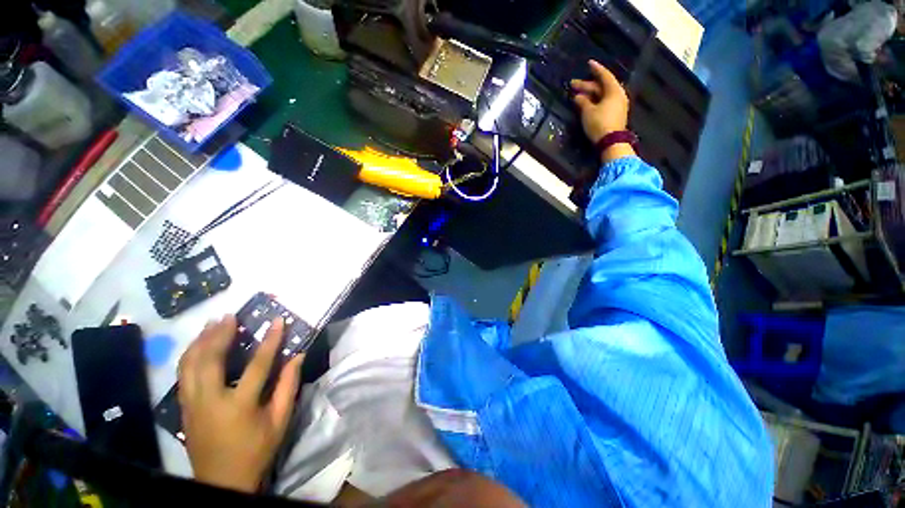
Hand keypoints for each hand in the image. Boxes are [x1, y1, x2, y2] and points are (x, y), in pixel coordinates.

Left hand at [178, 315, 303, 492]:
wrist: (221, 482)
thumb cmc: (256, 450)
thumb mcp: (279, 420)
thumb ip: (288, 386)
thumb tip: (298, 356)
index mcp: (239, 405)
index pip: (257, 365)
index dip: (270, 340)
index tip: (278, 321)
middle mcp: (210, 401)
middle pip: (210, 360)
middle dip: (219, 334)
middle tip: (229, 316)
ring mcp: (192, 404)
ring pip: (189, 365)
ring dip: (200, 341)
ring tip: (211, 324)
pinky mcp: (184, 407)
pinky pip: (183, 374)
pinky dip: (190, 355)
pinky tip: (198, 346)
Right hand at [570, 60, 633, 161]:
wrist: (611, 141)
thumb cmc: (599, 123)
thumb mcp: (588, 112)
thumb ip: (582, 102)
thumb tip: (577, 96)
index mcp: (613, 91)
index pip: (604, 76)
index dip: (596, 69)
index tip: (588, 63)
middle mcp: (617, 95)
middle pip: (601, 86)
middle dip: (587, 85)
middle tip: (573, 85)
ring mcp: (617, 105)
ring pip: (602, 95)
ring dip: (590, 94)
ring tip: (578, 95)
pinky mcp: (615, 114)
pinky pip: (604, 102)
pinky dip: (595, 101)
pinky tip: (586, 103)